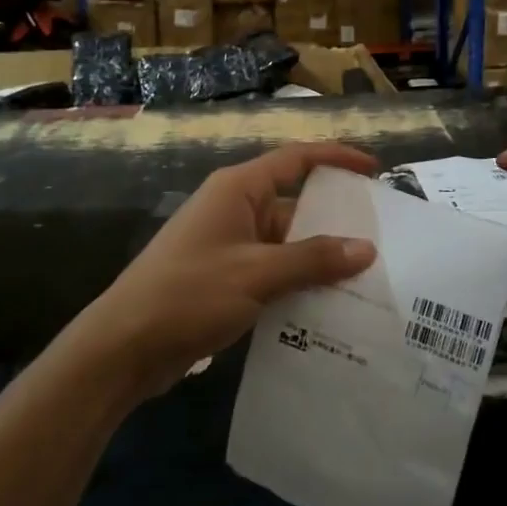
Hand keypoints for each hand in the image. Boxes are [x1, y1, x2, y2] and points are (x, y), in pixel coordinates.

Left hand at [81, 142, 379, 399]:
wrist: (124, 346)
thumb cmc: (189, 294)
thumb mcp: (256, 274)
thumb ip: (312, 259)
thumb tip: (366, 249)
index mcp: (238, 189)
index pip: (296, 159)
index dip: (336, 158)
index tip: (374, 170)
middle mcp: (235, 209)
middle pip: (295, 204)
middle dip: (335, 221)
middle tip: (382, 240)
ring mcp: (228, 245)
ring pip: (285, 243)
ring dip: (318, 260)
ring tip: (366, 280)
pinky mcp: (224, 279)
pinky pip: (272, 271)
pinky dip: (297, 284)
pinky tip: (327, 308)